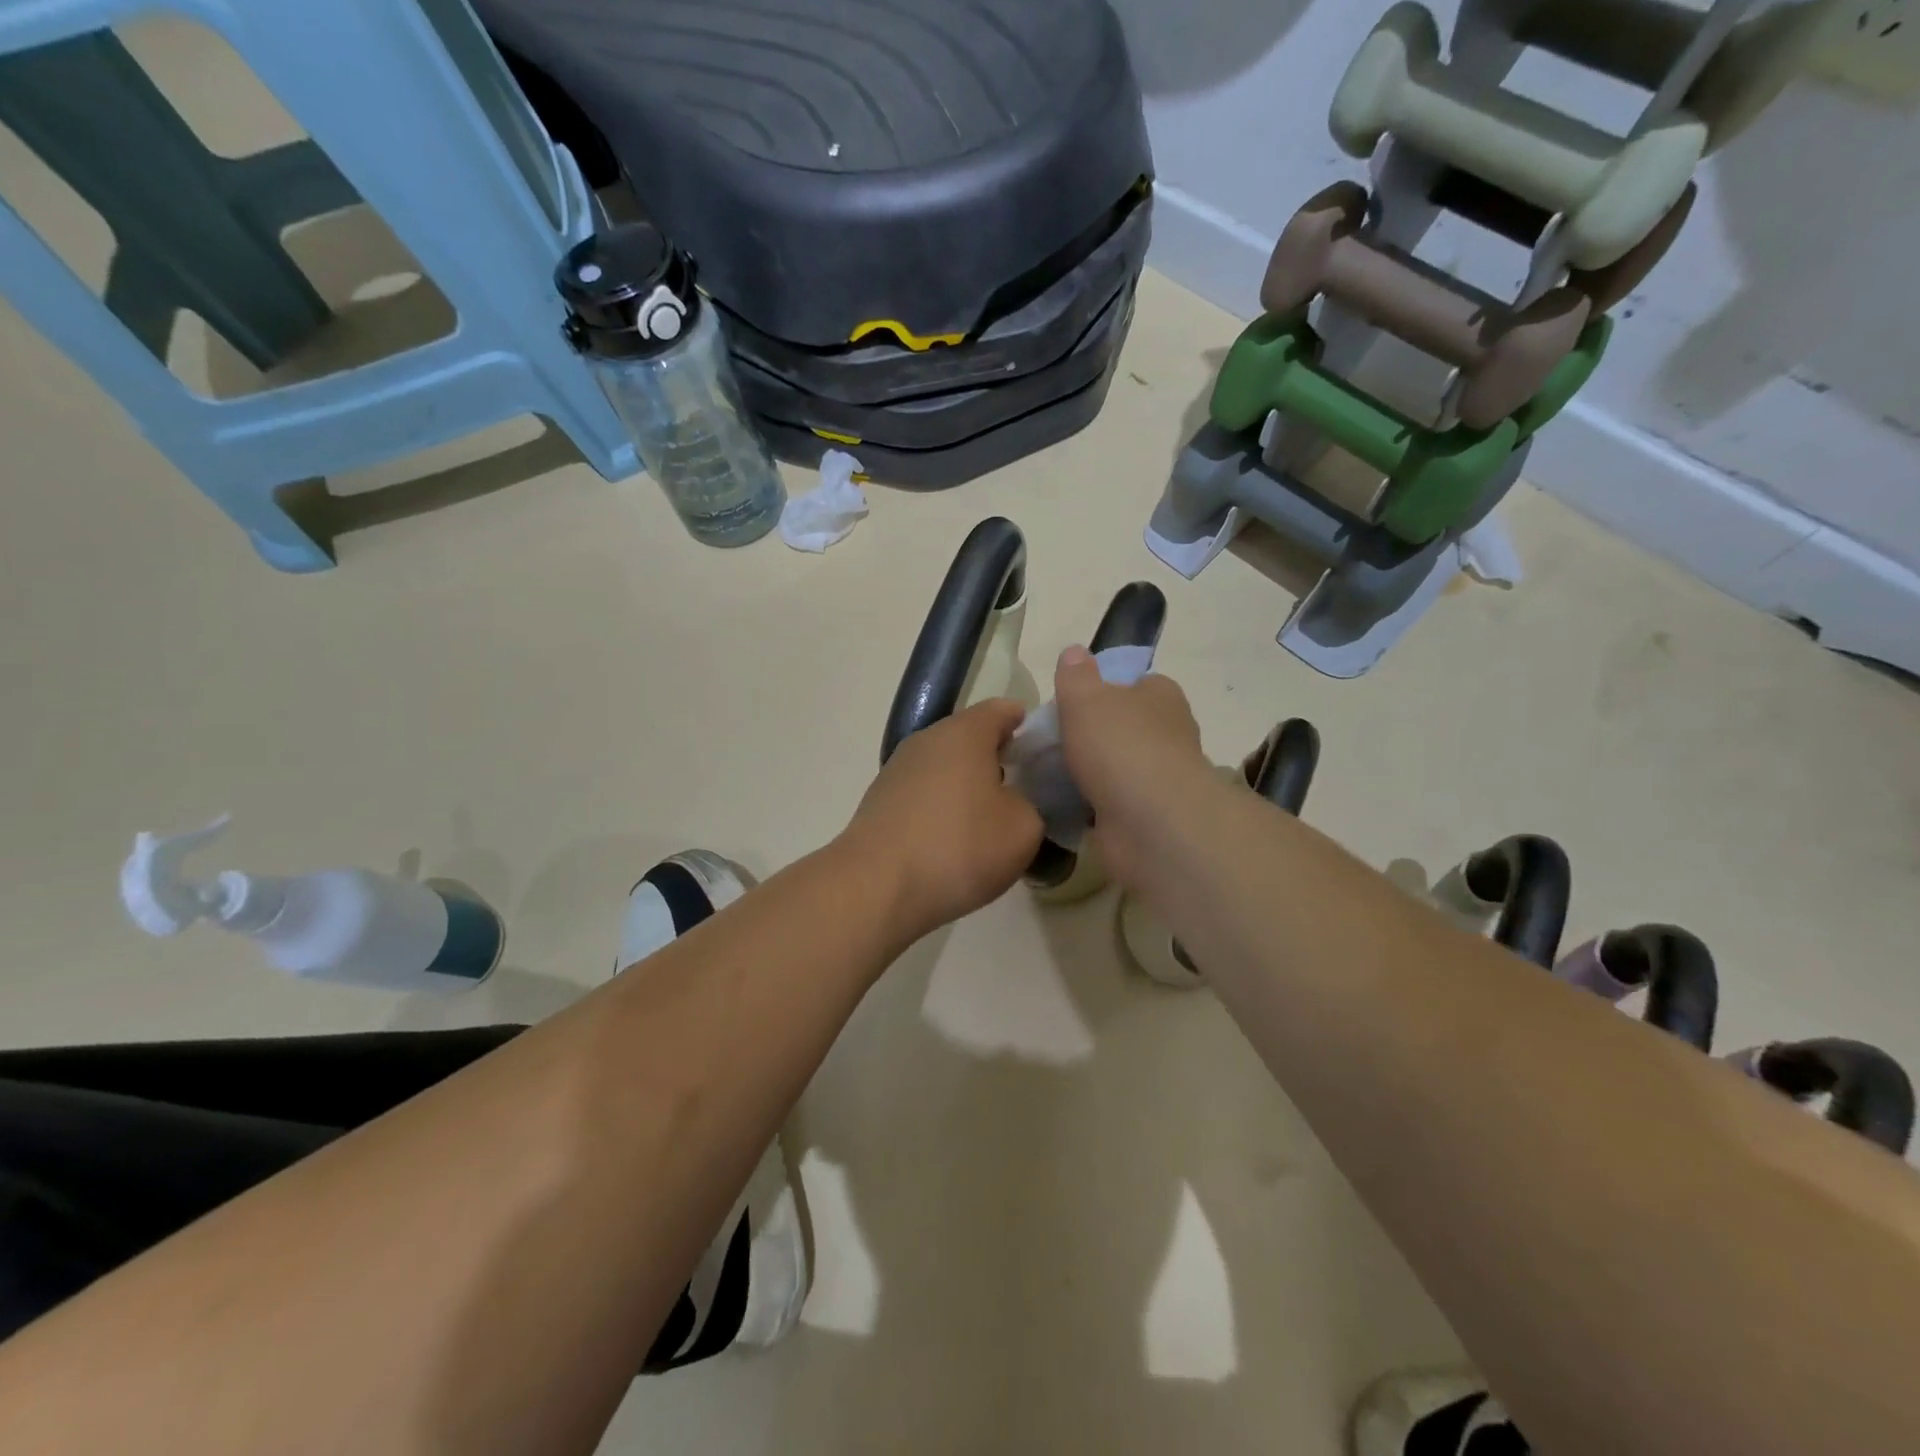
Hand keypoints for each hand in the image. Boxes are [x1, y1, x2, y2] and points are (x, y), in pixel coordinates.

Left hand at [842, 699, 1044, 944]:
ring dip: (966, 785)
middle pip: (969, 737)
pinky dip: (941, 808)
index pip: (1001, 710)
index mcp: (964, 733)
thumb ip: (1032, 805)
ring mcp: (897, 771)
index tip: (1042, 749)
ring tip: (988, 819)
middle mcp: (926, 740)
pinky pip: (922, 794)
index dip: (1025, 725)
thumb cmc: (959, 846)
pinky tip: (952, 840)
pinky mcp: (879, 803)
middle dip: (996, 757)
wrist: (876, 888)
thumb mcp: (1023, 829)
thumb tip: (1017, 803)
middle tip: (1023, 787)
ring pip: (943, 767)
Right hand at [1052, 646, 1214, 891]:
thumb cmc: (1120, 747)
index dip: (1105, 689)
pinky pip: (1111, 804)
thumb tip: (1075, 652)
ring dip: (1090, 774)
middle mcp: (1168, 734)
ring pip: (1117, 768)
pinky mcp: (1148, 817)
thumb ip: (1076, 675)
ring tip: (1045, 776)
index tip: (1071, 704)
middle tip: (1050, 742)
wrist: (1151, 823)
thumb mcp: (1086, 698)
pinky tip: (1061, 806)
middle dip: (1092, 735)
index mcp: (1161, 696)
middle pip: (1124, 726)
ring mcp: (1160, 778)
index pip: (1135, 683)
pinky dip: (1090, 806)